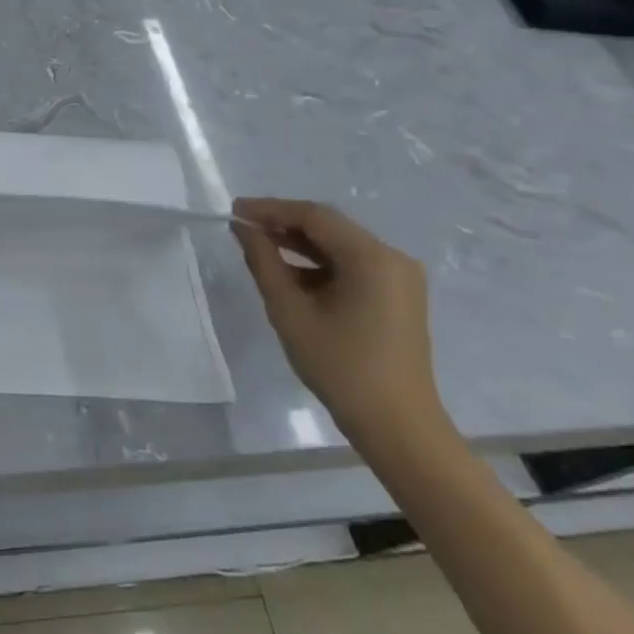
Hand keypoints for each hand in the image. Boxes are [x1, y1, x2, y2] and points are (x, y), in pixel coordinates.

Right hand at [232, 197, 447, 449]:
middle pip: (330, 227)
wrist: (397, 425)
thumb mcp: (290, 312)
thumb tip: (243, 229)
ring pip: (340, 246)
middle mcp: (392, 258)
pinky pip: (353, 265)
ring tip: (258, 246)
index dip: (271, 209)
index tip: (234, 211)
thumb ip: (264, 263)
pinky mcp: (398, 295)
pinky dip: (319, 264)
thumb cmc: (340, 367)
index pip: (314, 216)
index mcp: (372, 258)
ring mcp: (399, 277)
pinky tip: (289, 273)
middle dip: (284, 223)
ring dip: (300, 244)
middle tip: (242, 226)